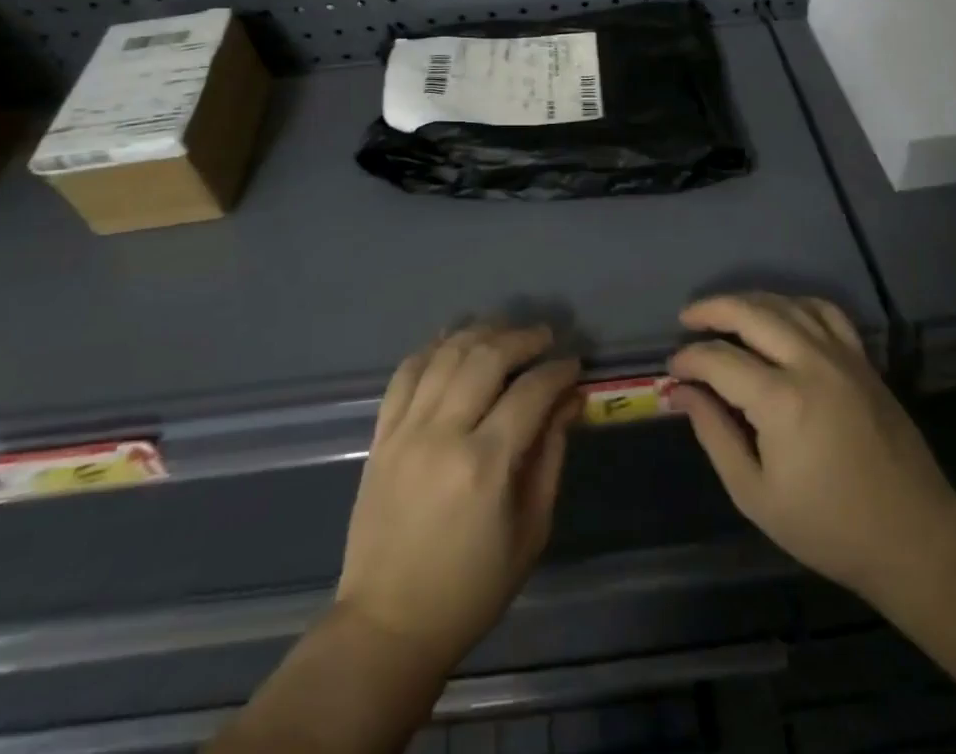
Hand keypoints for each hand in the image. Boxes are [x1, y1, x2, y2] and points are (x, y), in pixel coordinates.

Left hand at [337, 324, 580, 670]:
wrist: (387, 624)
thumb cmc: (471, 589)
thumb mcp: (530, 532)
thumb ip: (551, 457)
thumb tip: (569, 401)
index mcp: (485, 465)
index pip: (530, 392)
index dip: (557, 371)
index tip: (574, 365)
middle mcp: (443, 434)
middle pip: (486, 357)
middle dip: (522, 338)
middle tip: (544, 337)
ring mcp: (406, 430)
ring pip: (446, 354)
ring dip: (480, 332)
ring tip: (504, 331)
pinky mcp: (381, 435)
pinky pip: (406, 372)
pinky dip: (432, 348)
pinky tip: (453, 341)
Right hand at [668, 294, 955, 600]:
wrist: (913, 536)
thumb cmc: (828, 526)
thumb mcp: (756, 495)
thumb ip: (715, 435)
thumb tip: (682, 392)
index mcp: (781, 401)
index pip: (719, 360)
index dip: (689, 359)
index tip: (673, 371)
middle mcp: (810, 363)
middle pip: (750, 312)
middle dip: (711, 310)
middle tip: (687, 320)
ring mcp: (841, 355)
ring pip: (785, 304)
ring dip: (748, 301)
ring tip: (724, 313)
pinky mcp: (862, 359)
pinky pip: (825, 311)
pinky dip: (795, 304)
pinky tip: (780, 315)